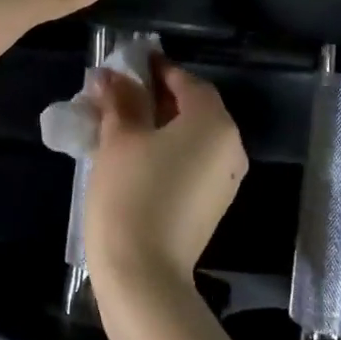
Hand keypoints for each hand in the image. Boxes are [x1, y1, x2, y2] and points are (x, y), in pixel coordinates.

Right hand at [83, 57, 248, 294]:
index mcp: (213, 123)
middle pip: (193, 107)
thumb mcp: (120, 139)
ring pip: (191, 136)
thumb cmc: (131, 195)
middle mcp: (229, 146)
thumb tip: (110, 75)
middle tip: (117, 93)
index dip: (155, 69)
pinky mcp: (212, 203)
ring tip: (120, 123)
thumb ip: (120, 100)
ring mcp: (225, 179)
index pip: (186, 81)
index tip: (127, 65)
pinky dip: (168, 150)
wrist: (144, 274)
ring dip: (159, 124)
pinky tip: (135, 155)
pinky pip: (192, 161)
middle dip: (155, 97)